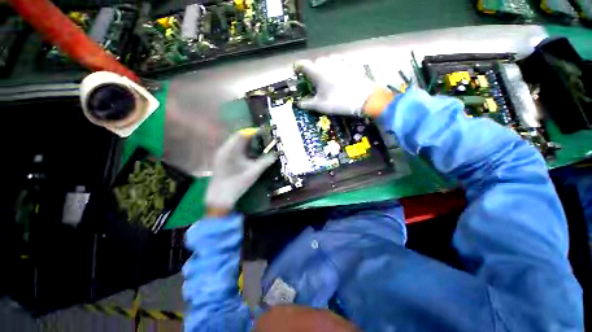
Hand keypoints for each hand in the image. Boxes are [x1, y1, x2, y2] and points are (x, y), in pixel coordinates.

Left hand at [205, 129, 276, 213]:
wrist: (219, 197)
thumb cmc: (236, 184)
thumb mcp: (254, 172)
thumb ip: (265, 162)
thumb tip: (276, 154)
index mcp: (230, 150)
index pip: (242, 134)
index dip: (254, 131)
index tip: (264, 132)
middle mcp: (224, 149)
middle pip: (238, 137)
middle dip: (251, 136)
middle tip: (263, 138)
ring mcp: (221, 154)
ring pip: (235, 142)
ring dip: (247, 142)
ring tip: (258, 143)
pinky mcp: (221, 159)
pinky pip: (233, 148)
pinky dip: (242, 148)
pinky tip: (249, 153)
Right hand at [294, 60, 394, 116]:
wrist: (361, 98)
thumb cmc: (337, 101)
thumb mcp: (319, 105)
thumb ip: (307, 104)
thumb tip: (298, 104)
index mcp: (317, 72)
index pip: (303, 65)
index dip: (297, 67)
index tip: (296, 72)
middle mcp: (326, 63)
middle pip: (315, 61)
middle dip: (312, 68)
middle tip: (312, 78)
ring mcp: (339, 61)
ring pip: (327, 59)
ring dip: (323, 65)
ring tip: (325, 75)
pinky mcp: (349, 63)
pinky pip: (339, 61)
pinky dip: (335, 65)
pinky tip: (337, 72)